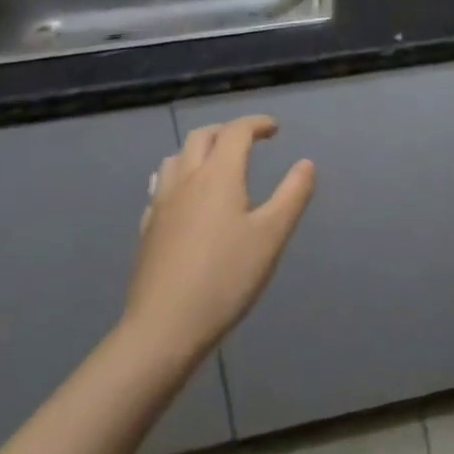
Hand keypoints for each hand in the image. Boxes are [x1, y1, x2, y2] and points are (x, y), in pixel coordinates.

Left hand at [122, 115, 313, 370]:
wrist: (162, 330)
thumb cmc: (225, 278)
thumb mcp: (272, 235)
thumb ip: (292, 194)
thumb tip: (306, 163)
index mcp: (218, 175)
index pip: (236, 131)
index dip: (257, 123)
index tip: (274, 129)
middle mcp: (186, 180)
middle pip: (201, 136)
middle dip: (227, 131)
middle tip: (249, 142)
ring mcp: (161, 204)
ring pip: (176, 158)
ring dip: (199, 150)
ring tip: (217, 164)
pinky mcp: (147, 230)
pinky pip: (161, 186)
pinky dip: (179, 177)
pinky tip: (188, 199)